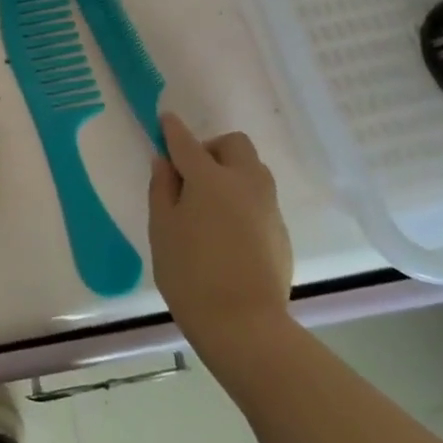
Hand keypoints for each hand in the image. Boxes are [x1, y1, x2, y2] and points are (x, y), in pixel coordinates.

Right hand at [148, 113, 293, 341]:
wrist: (243, 323)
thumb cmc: (189, 273)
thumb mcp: (162, 229)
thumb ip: (162, 189)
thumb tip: (164, 162)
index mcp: (210, 179)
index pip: (187, 143)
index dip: (173, 129)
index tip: (165, 119)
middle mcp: (245, 183)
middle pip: (234, 145)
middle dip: (212, 148)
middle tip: (191, 173)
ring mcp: (268, 206)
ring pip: (253, 169)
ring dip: (231, 170)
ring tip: (209, 201)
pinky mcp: (280, 230)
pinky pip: (260, 198)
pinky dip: (242, 198)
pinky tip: (226, 229)